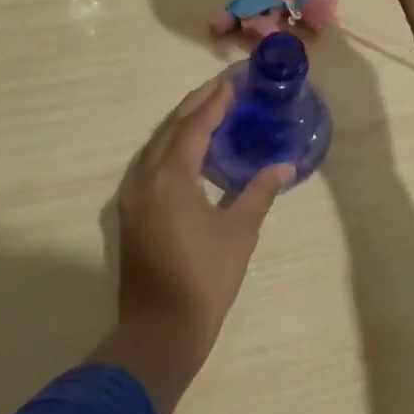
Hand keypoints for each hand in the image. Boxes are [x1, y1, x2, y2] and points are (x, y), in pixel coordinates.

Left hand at [92, 74, 294, 413]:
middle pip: (171, 128)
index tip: (234, 81)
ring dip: (181, 123)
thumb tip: (283, 165)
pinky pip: (149, 163)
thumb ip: (259, 192)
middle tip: (223, 87)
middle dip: (196, 104)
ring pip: (156, 144)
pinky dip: (170, 146)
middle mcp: (145, 178)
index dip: (215, 101)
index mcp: (171, 178)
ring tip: (208, 109)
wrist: (160, 332)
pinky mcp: (130, 212)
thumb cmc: (205, 279)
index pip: (195, 126)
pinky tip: (188, 149)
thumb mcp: (239, 232)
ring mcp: (132, 196)